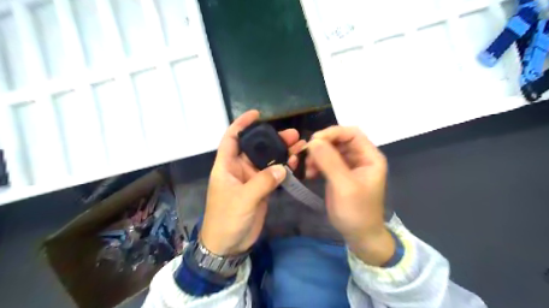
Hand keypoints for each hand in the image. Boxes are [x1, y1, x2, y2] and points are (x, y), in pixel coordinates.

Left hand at [201, 109, 306, 254]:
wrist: (228, 245)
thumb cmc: (227, 219)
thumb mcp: (243, 199)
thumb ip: (263, 182)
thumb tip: (282, 167)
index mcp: (226, 166)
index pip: (231, 138)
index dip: (241, 124)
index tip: (256, 114)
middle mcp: (239, 169)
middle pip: (256, 148)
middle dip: (272, 139)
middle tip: (293, 134)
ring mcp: (251, 179)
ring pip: (267, 160)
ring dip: (282, 153)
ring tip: (300, 145)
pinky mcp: (261, 189)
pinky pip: (273, 174)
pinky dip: (284, 168)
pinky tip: (295, 162)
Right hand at [304, 126, 394, 265]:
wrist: (359, 235)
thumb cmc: (357, 211)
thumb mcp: (344, 186)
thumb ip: (330, 162)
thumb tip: (313, 141)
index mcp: (369, 157)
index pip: (352, 133)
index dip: (333, 133)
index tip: (314, 141)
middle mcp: (360, 158)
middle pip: (339, 140)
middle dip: (322, 146)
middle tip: (307, 155)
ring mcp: (349, 166)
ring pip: (330, 150)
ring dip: (317, 156)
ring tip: (308, 169)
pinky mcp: (339, 174)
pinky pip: (326, 161)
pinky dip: (316, 164)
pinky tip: (310, 174)